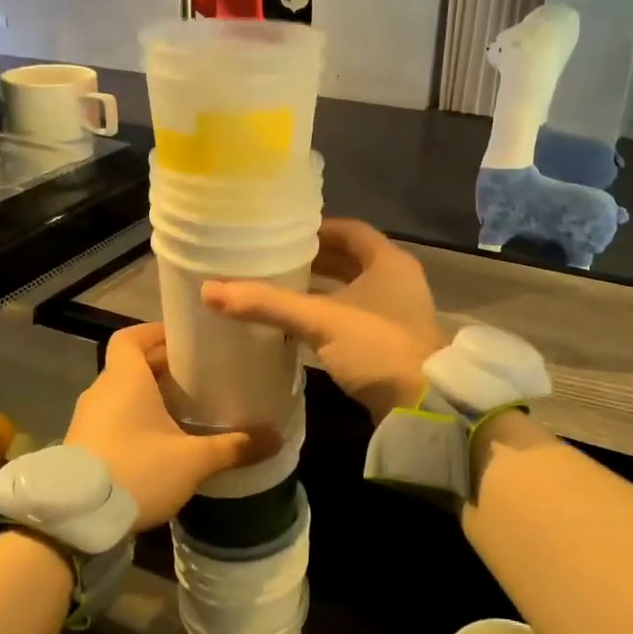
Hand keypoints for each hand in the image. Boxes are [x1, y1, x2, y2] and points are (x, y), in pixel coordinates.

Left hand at [65, 323, 274, 529]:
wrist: (75, 519)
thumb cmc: (136, 471)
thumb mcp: (192, 461)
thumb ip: (233, 447)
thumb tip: (276, 438)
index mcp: (125, 379)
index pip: (131, 337)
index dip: (156, 333)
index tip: (185, 341)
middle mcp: (102, 391)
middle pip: (131, 365)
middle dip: (164, 368)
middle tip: (200, 377)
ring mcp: (87, 419)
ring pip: (122, 394)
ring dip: (149, 397)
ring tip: (185, 409)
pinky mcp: (82, 445)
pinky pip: (113, 419)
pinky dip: (135, 420)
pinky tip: (161, 442)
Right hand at [202, 219, 446, 420]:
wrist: (422, 405)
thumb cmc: (376, 347)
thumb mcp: (319, 320)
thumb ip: (267, 303)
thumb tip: (209, 290)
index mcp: (388, 262)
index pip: (350, 230)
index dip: (316, 228)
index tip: (281, 233)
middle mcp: (396, 281)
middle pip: (350, 260)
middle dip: (313, 260)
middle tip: (271, 261)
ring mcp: (396, 313)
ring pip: (350, 291)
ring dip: (319, 290)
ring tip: (277, 290)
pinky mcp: (389, 342)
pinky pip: (352, 318)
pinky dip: (327, 316)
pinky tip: (297, 327)